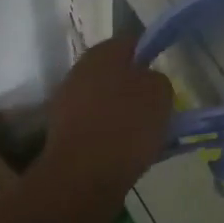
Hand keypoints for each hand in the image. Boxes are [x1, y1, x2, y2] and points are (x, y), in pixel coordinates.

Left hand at [41, 36, 173, 196]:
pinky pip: (93, 126)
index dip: (150, 57)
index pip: (133, 43)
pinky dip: (107, 135)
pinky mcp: (60, 134)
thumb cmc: (126, 124)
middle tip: (156, 107)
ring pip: (103, 100)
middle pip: (115, 72)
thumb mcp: (161, 93)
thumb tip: (147, 83)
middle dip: (134, 87)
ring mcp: (66, 102)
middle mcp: (80, 70)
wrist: (82, 178)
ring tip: (143, 135)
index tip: (163, 78)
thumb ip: (157, 80)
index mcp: (103, 51)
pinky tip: (123, 152)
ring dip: (120, 112)